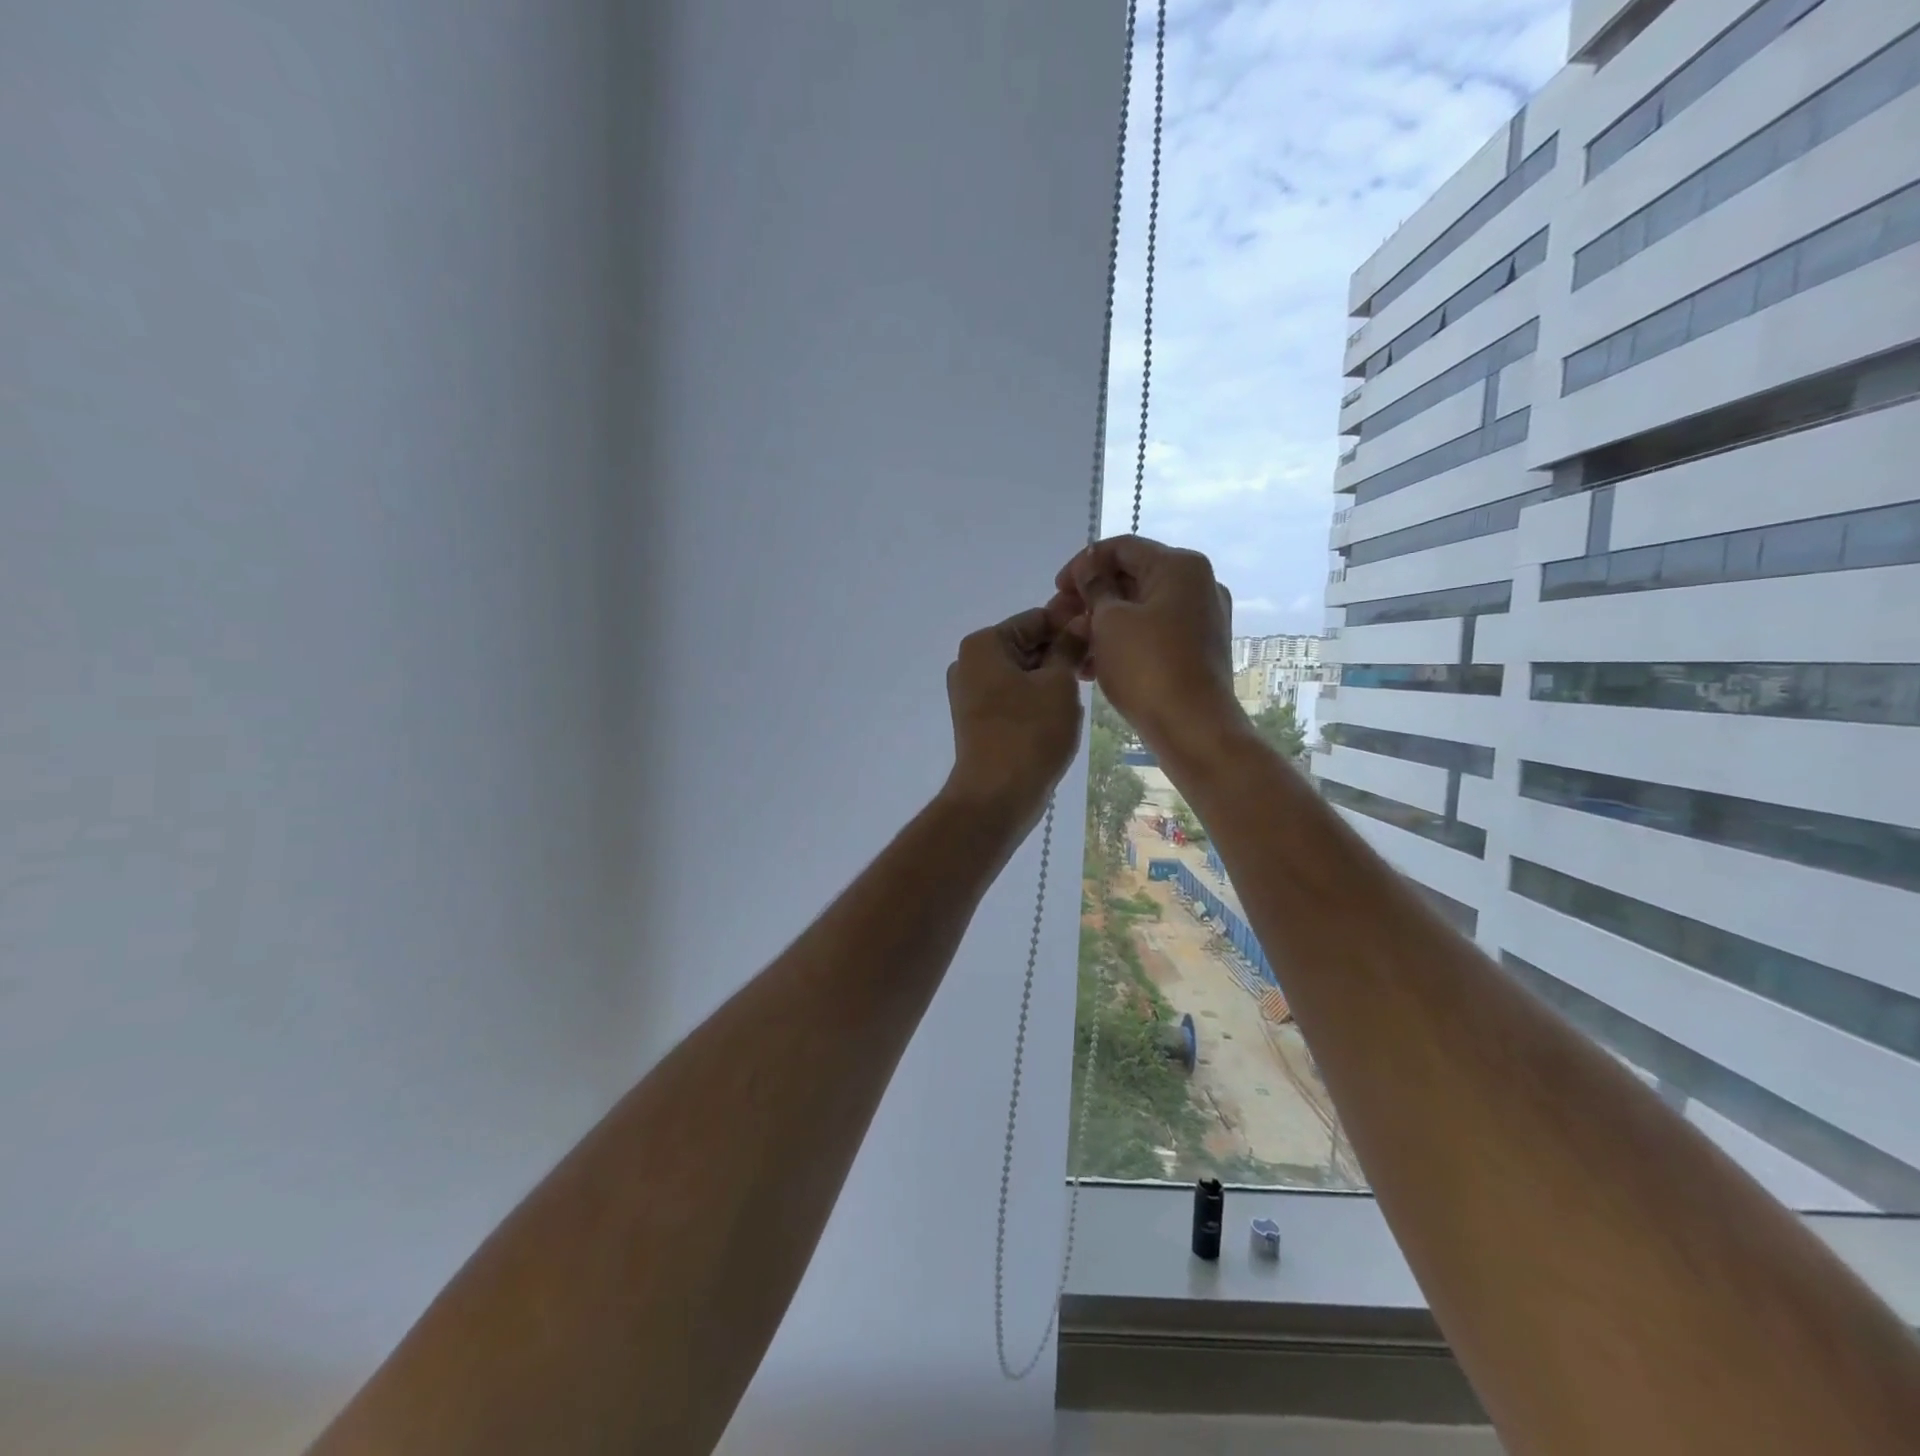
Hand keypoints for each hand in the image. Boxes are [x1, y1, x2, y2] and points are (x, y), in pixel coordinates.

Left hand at [941, 608, 1086, 833]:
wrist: (996, 796)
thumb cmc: (1029, 733)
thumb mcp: (1058, 684)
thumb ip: (1069, 647)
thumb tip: (1080, 621)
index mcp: (984, 644)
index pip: (1036, 618)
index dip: (1072, 625)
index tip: (1104, 637)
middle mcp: (971, 663)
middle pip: (1027, 644)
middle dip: (1063, 651)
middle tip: (1100, 665)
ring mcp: (972, 693)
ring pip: (1024, 671)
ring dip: (1055, 676)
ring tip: (1088, 688)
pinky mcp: (981, 719)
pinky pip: (1015, 695)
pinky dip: (1039, 696)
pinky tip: (1066, 710)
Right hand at [1047, 536, 1243, 760]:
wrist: (1193, 727)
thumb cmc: (1147, 666)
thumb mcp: (1109, 621)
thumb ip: (1094, 588)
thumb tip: (1090, 568)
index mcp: (1180, 566)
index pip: (1122, 547)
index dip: (1083, 563)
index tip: (1056, 589)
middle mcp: (1198, 585)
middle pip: (1132, 578)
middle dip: (1090, 596)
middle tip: (1056, 619)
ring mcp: (1201, 619)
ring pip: (1140, 609)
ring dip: (1101, 622)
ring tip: (1070, 646)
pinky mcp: (1197, 650)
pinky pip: (1153, 633)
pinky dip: (1122, 641)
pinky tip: (1092, 666)